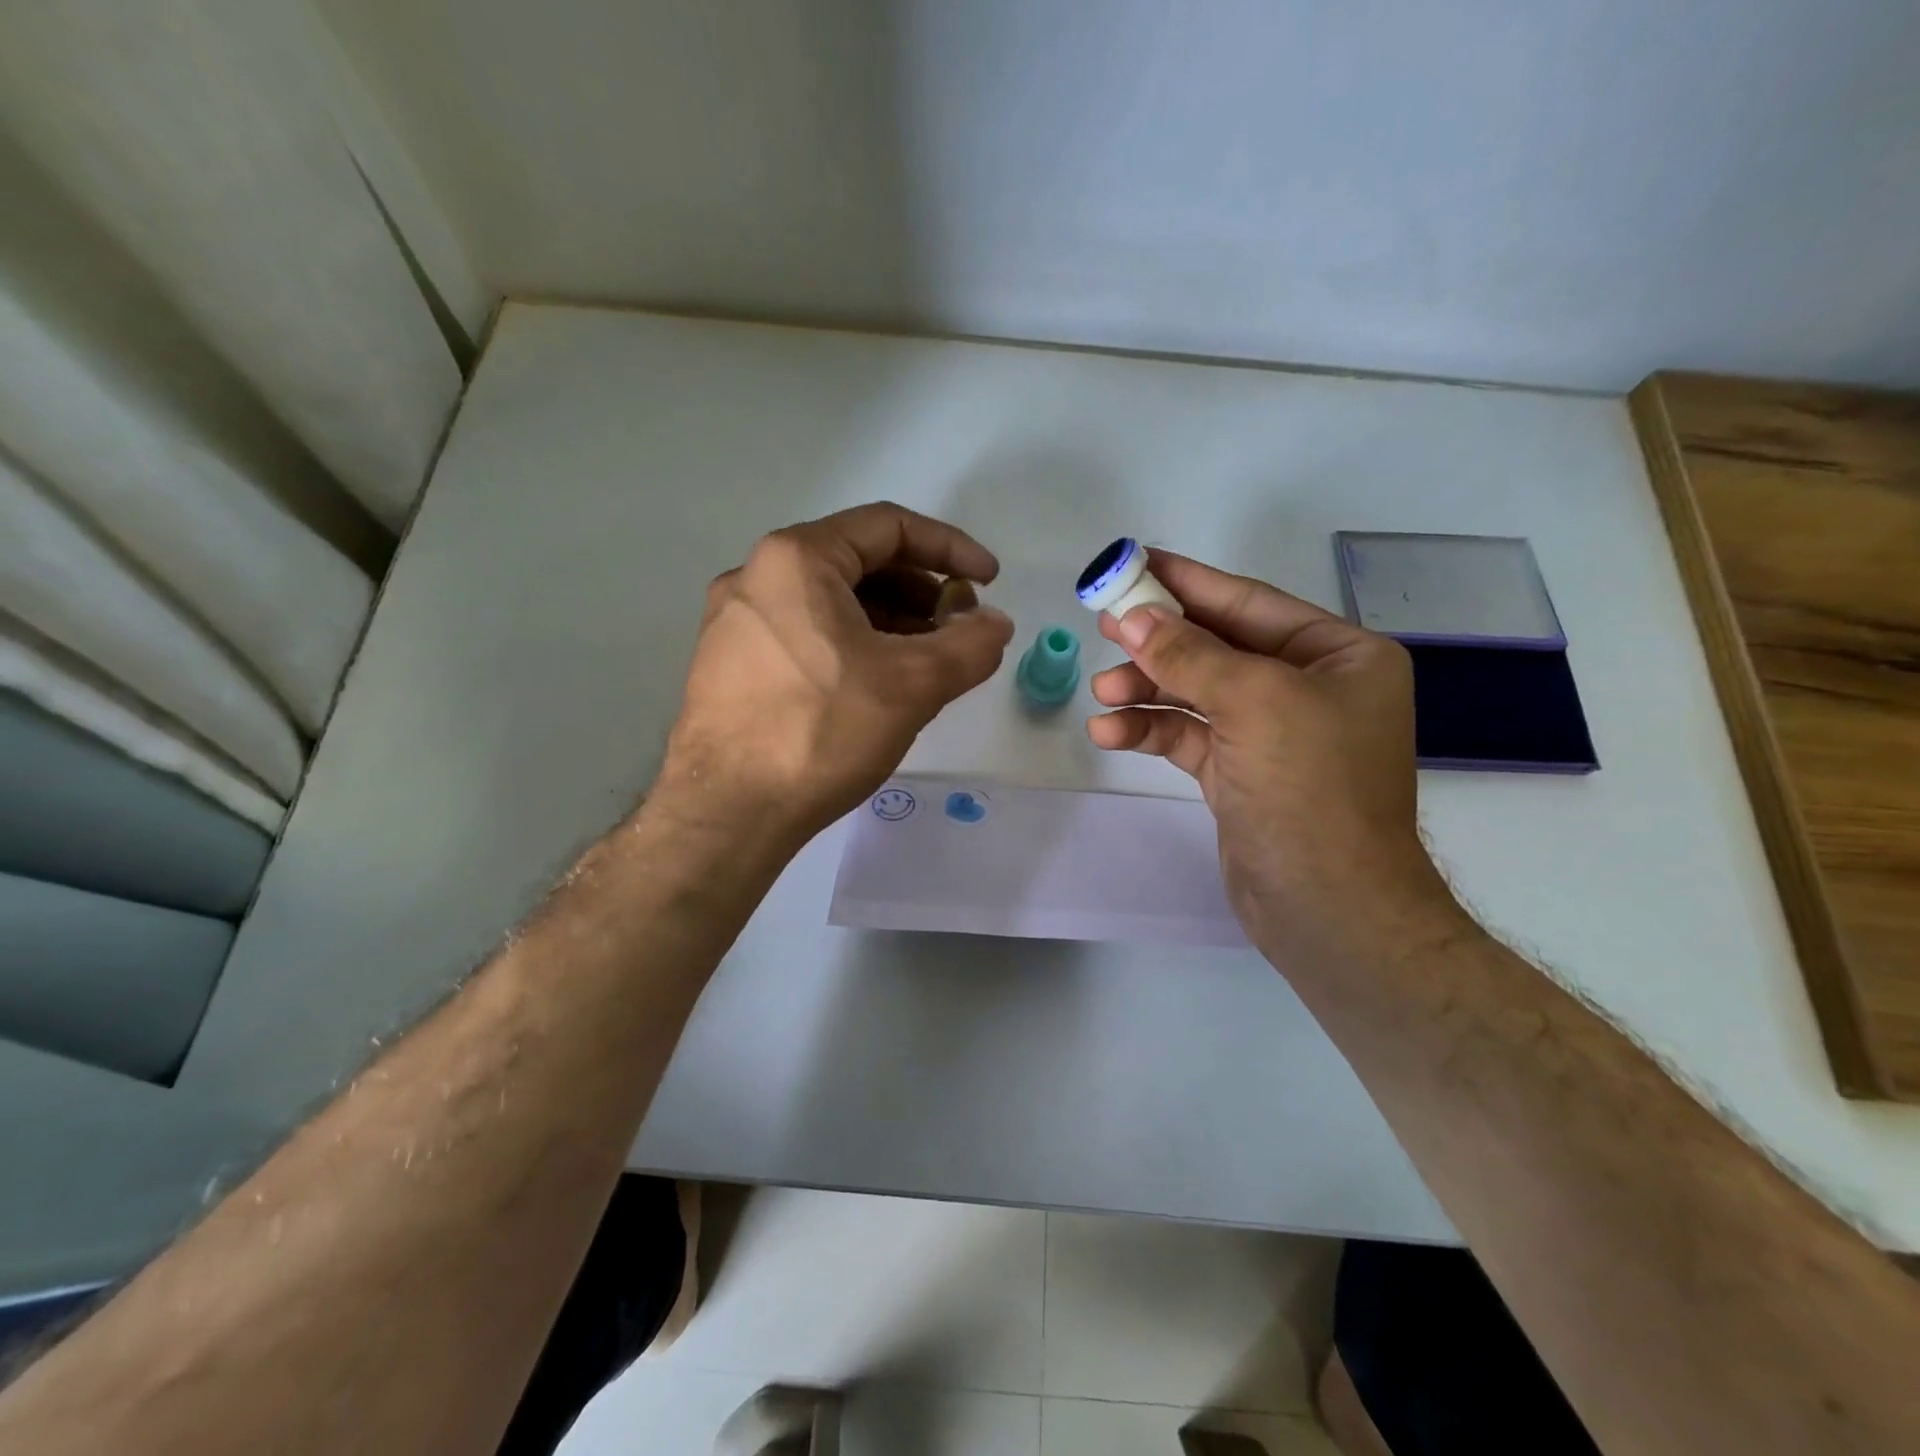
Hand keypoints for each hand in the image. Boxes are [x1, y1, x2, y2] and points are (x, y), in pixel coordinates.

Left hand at [661, 502, 1013, 844]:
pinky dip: (852, 644)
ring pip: (830, 602)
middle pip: (858, 561)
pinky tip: (877, 684)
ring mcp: (736, 621)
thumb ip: (969, 645)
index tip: (989, 581)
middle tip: (959, 627)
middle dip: (920, 590)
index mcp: (797, 559)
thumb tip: (996, 623)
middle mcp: (756, 575)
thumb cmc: (820, 732)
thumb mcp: (912, 685)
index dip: (951, 548)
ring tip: (927, 660)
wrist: (726, 813)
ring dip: (889, 620)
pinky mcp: (728, 663)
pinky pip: (805, 633)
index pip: (889, 527)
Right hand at [1085, 550, 1456, 952]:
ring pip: (1197, 692)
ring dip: (1147, 689)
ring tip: (1101, 690)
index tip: (1134, 562)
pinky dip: (1150, 730)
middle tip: (1103, 622)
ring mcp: (1272, 733)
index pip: (1249, 603)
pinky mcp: (1241, 774)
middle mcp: (1309, 688)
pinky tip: (1110, 733)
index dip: (1188, 581)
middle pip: (1217, 646)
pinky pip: (1188, 736)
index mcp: (1338, 656)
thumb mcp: (1253, 703)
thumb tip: (1132, 617)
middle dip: (1159, 639)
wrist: (1329, 907)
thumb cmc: (1309, 790)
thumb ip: (1188, 655)